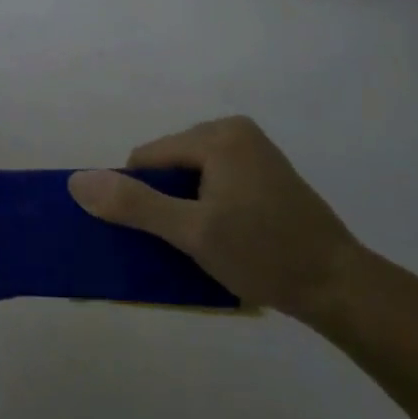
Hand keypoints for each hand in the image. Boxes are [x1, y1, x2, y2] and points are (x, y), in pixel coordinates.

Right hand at [68, 116, 366, 319]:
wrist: (341, 287)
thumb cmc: (264, 254)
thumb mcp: (192, 232)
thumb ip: (134, 205)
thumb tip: (77, 182)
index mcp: (217, 135)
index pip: (147, 159)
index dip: (141, 198)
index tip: (161, 236)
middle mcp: (235, 131)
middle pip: (169, 165)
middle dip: (166, 202)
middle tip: (187, 243)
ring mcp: (254, 151)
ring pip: (191, 176)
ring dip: (187, 207)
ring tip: (207, 243)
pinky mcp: (266, 172)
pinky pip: (215, 181)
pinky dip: (208, 206)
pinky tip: (225, 236)